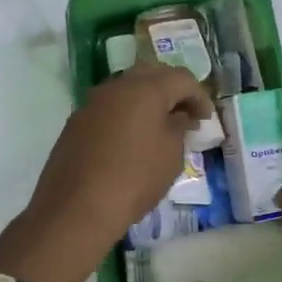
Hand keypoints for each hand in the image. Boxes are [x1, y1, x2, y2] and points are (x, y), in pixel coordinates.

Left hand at [0, 63, 211, 281]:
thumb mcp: (171, 155)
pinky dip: (126, 115)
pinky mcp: (76, 122)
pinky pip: (109, 108)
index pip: (182, 78)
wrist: (77, 207)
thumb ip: (179, 128)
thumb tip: (177, 116)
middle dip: (172, 91)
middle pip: (152, 74)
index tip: (205, 120)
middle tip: (184, 114)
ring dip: (147, 101)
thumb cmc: (135, 178)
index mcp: (145, 88)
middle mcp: (117, 86)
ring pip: (127, 89)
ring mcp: (92, 102)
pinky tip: (131, 140)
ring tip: (158, 127)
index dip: (199, 96)